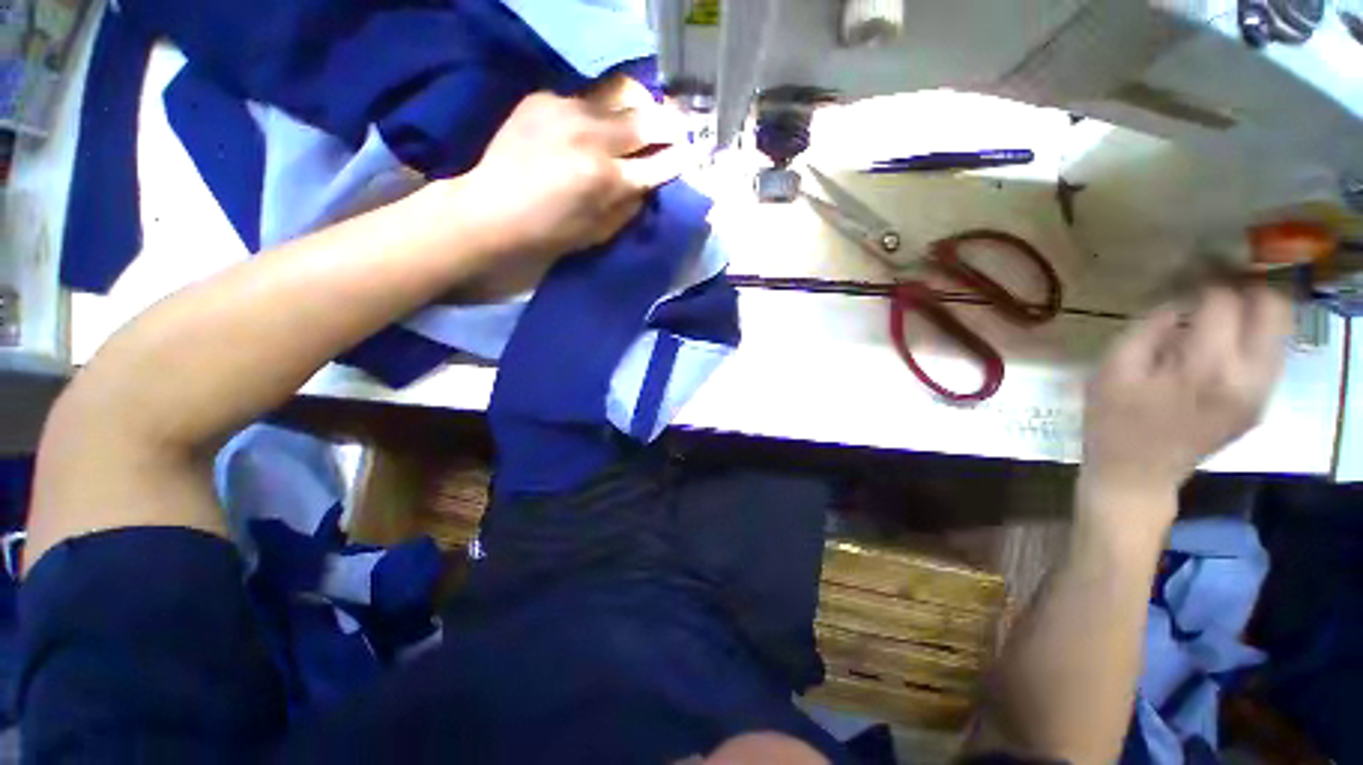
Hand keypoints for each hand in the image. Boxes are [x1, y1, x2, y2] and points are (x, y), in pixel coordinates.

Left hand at [454, 76, 685, 267]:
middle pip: (647, 118)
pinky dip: (599, 113)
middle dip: (670, 124)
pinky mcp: (544, 98)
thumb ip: (631, 204)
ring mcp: (567, 110)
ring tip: (642, 118)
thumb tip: (650, 180)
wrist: (494, 211)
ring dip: (638, 107)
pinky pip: (586, 98)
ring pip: (620, 94)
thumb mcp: (602, 232)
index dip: (679, 159)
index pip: (659, 163)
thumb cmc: (552, 233)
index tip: (689, 155)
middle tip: (678, 129)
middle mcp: (592, 137)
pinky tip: (593, 127)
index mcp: (607, 179)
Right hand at [1079, 286, 1291, 529]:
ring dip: (1253, 311)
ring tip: (1218, 311)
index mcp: (1206, 367)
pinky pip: (1270, 354)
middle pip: (1273, 308)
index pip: (1222, 301)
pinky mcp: (1260, 404)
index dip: (1203, 280)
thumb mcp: (1112, 370)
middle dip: (1245, 288)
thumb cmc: (1112, 421)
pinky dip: (1251, 338)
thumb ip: (1147, 329)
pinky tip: (1221, 344)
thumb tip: (1175, 302)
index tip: (1184, 274)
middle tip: (1212, 286)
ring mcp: (1260, 393)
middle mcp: (1248, 376)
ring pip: (1280, 330)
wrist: (1137, 475)